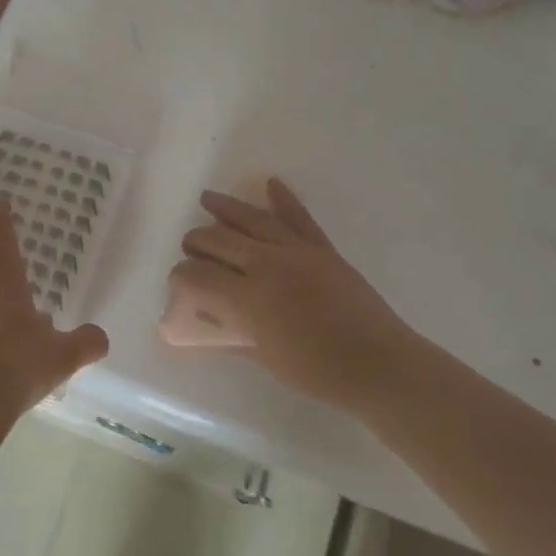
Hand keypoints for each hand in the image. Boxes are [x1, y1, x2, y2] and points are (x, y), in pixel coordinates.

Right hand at [169, 178, 422, 416]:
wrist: (379, 364)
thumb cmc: (318, 372)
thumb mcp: (265, 358)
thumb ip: (232, 336)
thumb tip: (206, 326)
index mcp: (249, 297)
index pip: (200, 276)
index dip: (181, 276)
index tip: (175, 281)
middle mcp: (268, 265)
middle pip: (220, 240)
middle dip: (197, 241)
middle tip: (188, 247)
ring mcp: (297, 252)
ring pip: (254, 220)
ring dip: (227, 208)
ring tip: (207, 198)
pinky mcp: (322, 249)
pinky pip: (300, 218)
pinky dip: (284, 199)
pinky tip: (271, 183)